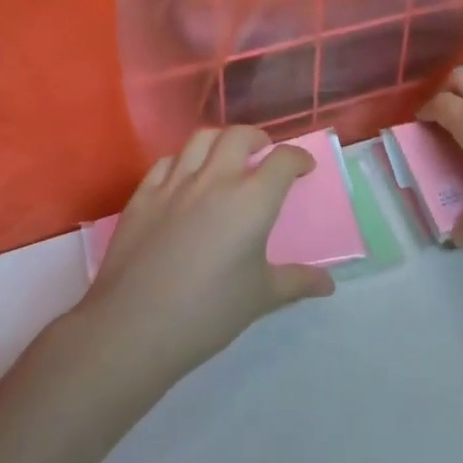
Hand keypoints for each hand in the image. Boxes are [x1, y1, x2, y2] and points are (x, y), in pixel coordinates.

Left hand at [80, 126, 335, 378]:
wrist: (134, 327)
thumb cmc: (207, 313)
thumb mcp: (260, 298)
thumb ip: (296, 282)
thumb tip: (328, 284)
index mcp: (251, 200)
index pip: (283, 160)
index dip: (298, 158)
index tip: (303, 168)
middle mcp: (216, 179)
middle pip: (240, 135)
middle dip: (258, 138)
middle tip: (264, 154)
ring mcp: (175, 183)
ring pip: (201, 139)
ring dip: (220, 141)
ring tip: (226, 158)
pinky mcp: (143, 195)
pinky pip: (166, 161)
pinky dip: (182, 161)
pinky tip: (184, 178)